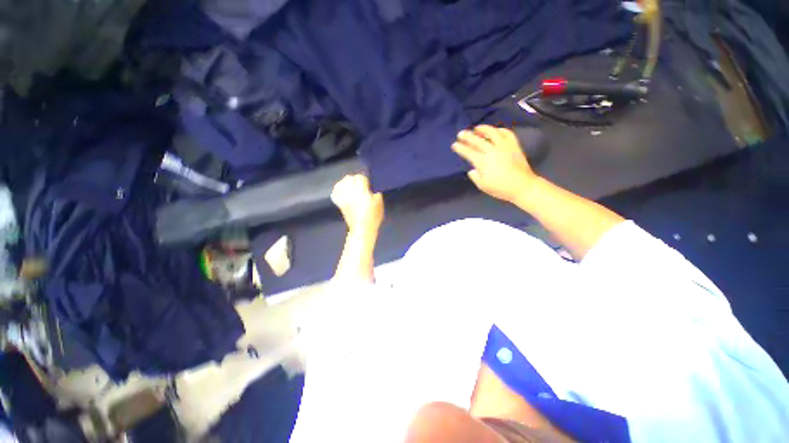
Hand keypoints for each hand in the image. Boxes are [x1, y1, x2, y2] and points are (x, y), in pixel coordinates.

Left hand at [331, 174, 383, 234]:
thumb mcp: (379, 203)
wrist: (362, 229)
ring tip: (351, 186)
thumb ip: (376, 192)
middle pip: (349, 178)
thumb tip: (372, 187)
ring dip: (346, 182)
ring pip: (341, 183)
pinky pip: (335, 193)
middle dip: (355, 179)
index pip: (360, 177)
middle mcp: (350, 192)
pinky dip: (338, 190)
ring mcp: (343, 197)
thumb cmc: (373, 216)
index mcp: (361, 191)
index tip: (368, 184)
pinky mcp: (339, 203)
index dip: (365, 179)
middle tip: (361, 185)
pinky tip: (342, 191)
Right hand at [452, 125, 538, 203]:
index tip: (454, 145)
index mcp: (483, 162)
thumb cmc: (501, 188)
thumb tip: (472, 170)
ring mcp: (504, 146)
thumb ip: (475, 177)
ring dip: (483, 129)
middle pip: (477, 140)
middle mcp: (492, 151)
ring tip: (477, 128)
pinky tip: (496, 131)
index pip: (468, 152)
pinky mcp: (514, 145)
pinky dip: (500, 130)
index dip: (460, 148)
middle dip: (467, 136)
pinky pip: (507, 133)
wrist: (523, 186)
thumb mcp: (483, 186)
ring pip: (492, 132)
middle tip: (460, 133)